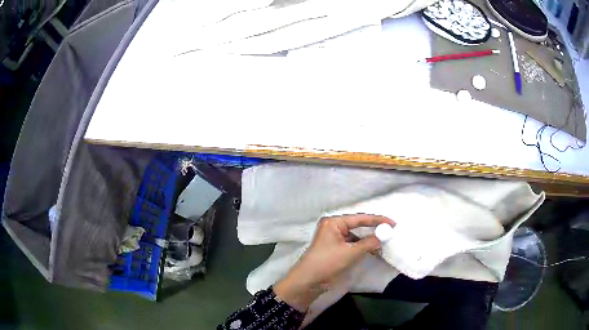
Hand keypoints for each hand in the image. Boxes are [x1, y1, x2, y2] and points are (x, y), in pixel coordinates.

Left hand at [274, 214, 394, 311]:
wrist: (308, 282)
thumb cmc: (328, 263)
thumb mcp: (351, 252)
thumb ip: (369, 243)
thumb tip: (382, 237)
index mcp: (334, 222)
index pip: (360, 218)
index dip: (377, 220)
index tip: (393, 223)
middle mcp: (333, 227)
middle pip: (357, 226)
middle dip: (373, 230)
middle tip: (390, 231)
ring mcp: (332, 238)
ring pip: (355, 236)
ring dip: (368, 240)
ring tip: (383, 243)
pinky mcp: (334, 249)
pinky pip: (351, 244)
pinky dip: (361, 247)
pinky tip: (372, 251)